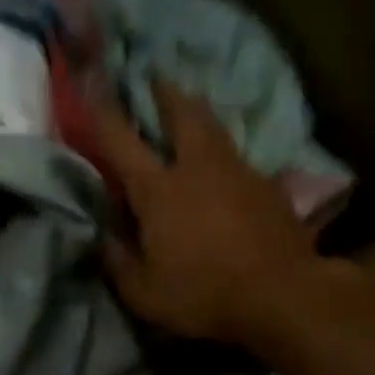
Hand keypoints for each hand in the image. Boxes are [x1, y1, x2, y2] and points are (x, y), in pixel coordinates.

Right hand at [94, 81, 317, 346]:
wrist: (282, 296)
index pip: (121, 142)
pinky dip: (225, 153)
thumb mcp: (143, 293)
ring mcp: (238, 173)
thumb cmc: (203, 294)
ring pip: (216, 130)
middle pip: (182, 115)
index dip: (102, 112)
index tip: (92, 84)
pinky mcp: (268, 188)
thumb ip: (118, 261)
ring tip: (192, 107)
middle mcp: (197, 168)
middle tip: (157, 78)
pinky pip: (239, 159)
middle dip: (166, 93)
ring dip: (199, 114)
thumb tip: (103, 237)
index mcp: (159, 190)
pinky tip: (226, 166)